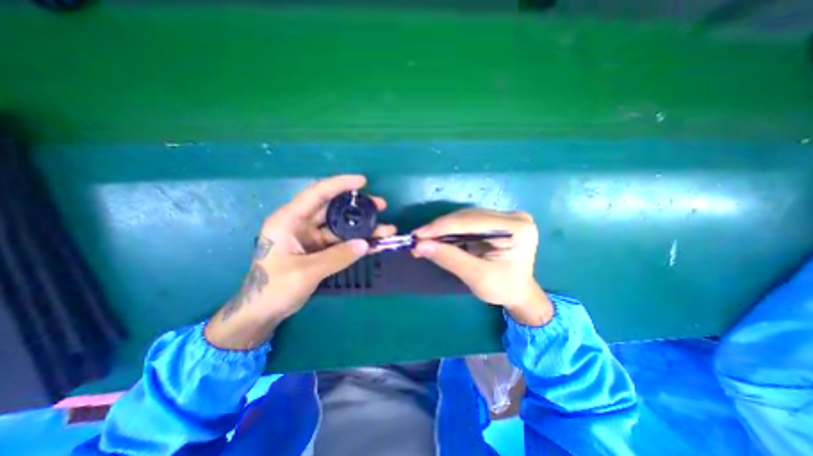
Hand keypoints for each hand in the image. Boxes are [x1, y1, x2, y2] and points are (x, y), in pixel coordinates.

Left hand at [203, 174, 393, 349]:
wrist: (263, 312)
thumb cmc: (273, 289)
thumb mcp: (305, 272)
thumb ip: (337, 257)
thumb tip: (366, 244)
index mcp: (289, 220)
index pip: (317, 194)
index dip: (340, 184)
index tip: (362, 181)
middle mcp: (301, 224)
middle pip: (334, 209)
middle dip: (359, 207)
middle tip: (381, 206)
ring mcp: (312, 237)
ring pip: (342, 227)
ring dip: (363, 228)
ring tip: (386, 229)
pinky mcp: (319, 250)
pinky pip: (342, 242)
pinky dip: (358, 243)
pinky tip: (375, 244)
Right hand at [414, 208, 551, 324]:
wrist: (518, 293)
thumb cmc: (503, 289)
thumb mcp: (477, 277)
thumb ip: (450, 258)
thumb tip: (420, 245)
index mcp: (517, 228)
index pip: (472, 222)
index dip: (442, 227)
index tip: (418, 235)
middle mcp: (512, 216)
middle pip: (467, 217)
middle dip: (440, 229)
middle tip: (417, 239)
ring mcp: (504, 217)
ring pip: (464, 218)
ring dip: (442, 229)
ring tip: (423, 240)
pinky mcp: (494, 221)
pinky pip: (466, 223)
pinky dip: (449, 231)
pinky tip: (436, 238)